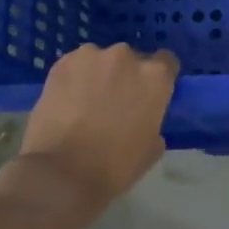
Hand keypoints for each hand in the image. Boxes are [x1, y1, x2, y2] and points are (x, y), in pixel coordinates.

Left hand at [9, 43, 179, 205]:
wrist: (62, 172)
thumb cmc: (115, 165)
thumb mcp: (151, 148)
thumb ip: (154, 122)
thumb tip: (144, 118)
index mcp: (156, 77)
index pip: (167, 62)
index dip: (158, 78)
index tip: (150, 93)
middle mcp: (127, 57)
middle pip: (131, 60)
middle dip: (126, 76)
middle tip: (115, 101)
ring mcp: (92, 56)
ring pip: (100, 60)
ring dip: (98, 75)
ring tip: (86, 101)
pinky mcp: (61, 63)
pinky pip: (75, 65)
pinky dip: (74, 79)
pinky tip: (66, 100)